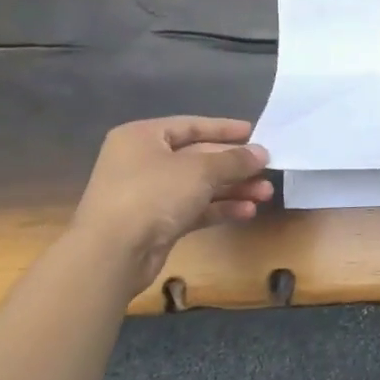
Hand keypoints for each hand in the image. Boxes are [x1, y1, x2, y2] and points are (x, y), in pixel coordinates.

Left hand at [68, 117, 272, 287]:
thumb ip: (234, 159)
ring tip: (265, 194)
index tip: (254, 133)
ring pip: (199, 185)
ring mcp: (148, 194)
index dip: (224, 129)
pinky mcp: (155, 224)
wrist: (112, 254)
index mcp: (143, 137)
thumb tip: (261, 153)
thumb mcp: (200, 170)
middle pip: (198, 157)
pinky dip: (219, 208)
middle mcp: (142, 162)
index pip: (190, 125)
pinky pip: (193, 208)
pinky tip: (246, 211)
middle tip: (267, 169)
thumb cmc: (153, 195)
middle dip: (234, 166)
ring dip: (233, 189)